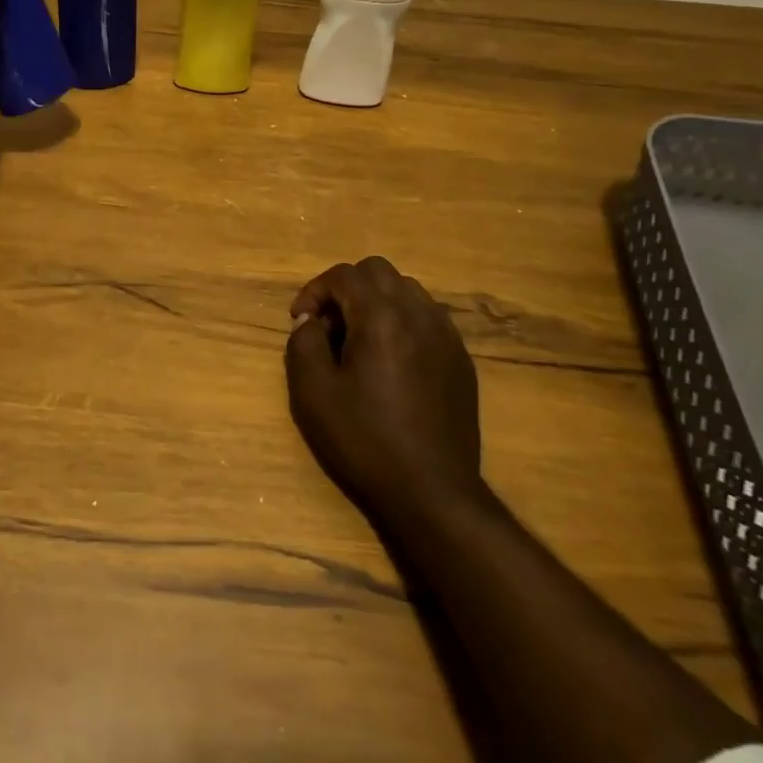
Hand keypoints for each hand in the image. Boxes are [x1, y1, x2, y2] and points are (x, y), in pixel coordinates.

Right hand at [285, 257, 482, 521]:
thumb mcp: (313, 394)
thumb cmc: (366, 441)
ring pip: (407, 290)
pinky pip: (428, 317)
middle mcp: (418, 314)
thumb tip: (310, 322)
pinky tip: (391, 360)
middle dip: (346, 288)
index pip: (344, 275)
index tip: (301, 320)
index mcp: (381, 317)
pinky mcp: (460, 359)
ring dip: (376, 301)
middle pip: (378, 271)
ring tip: (360, 340)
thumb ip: (303, 344)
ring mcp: (446, 335)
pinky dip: (402, 321)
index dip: (315, 290)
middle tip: (329, 325)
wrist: (432, 491)